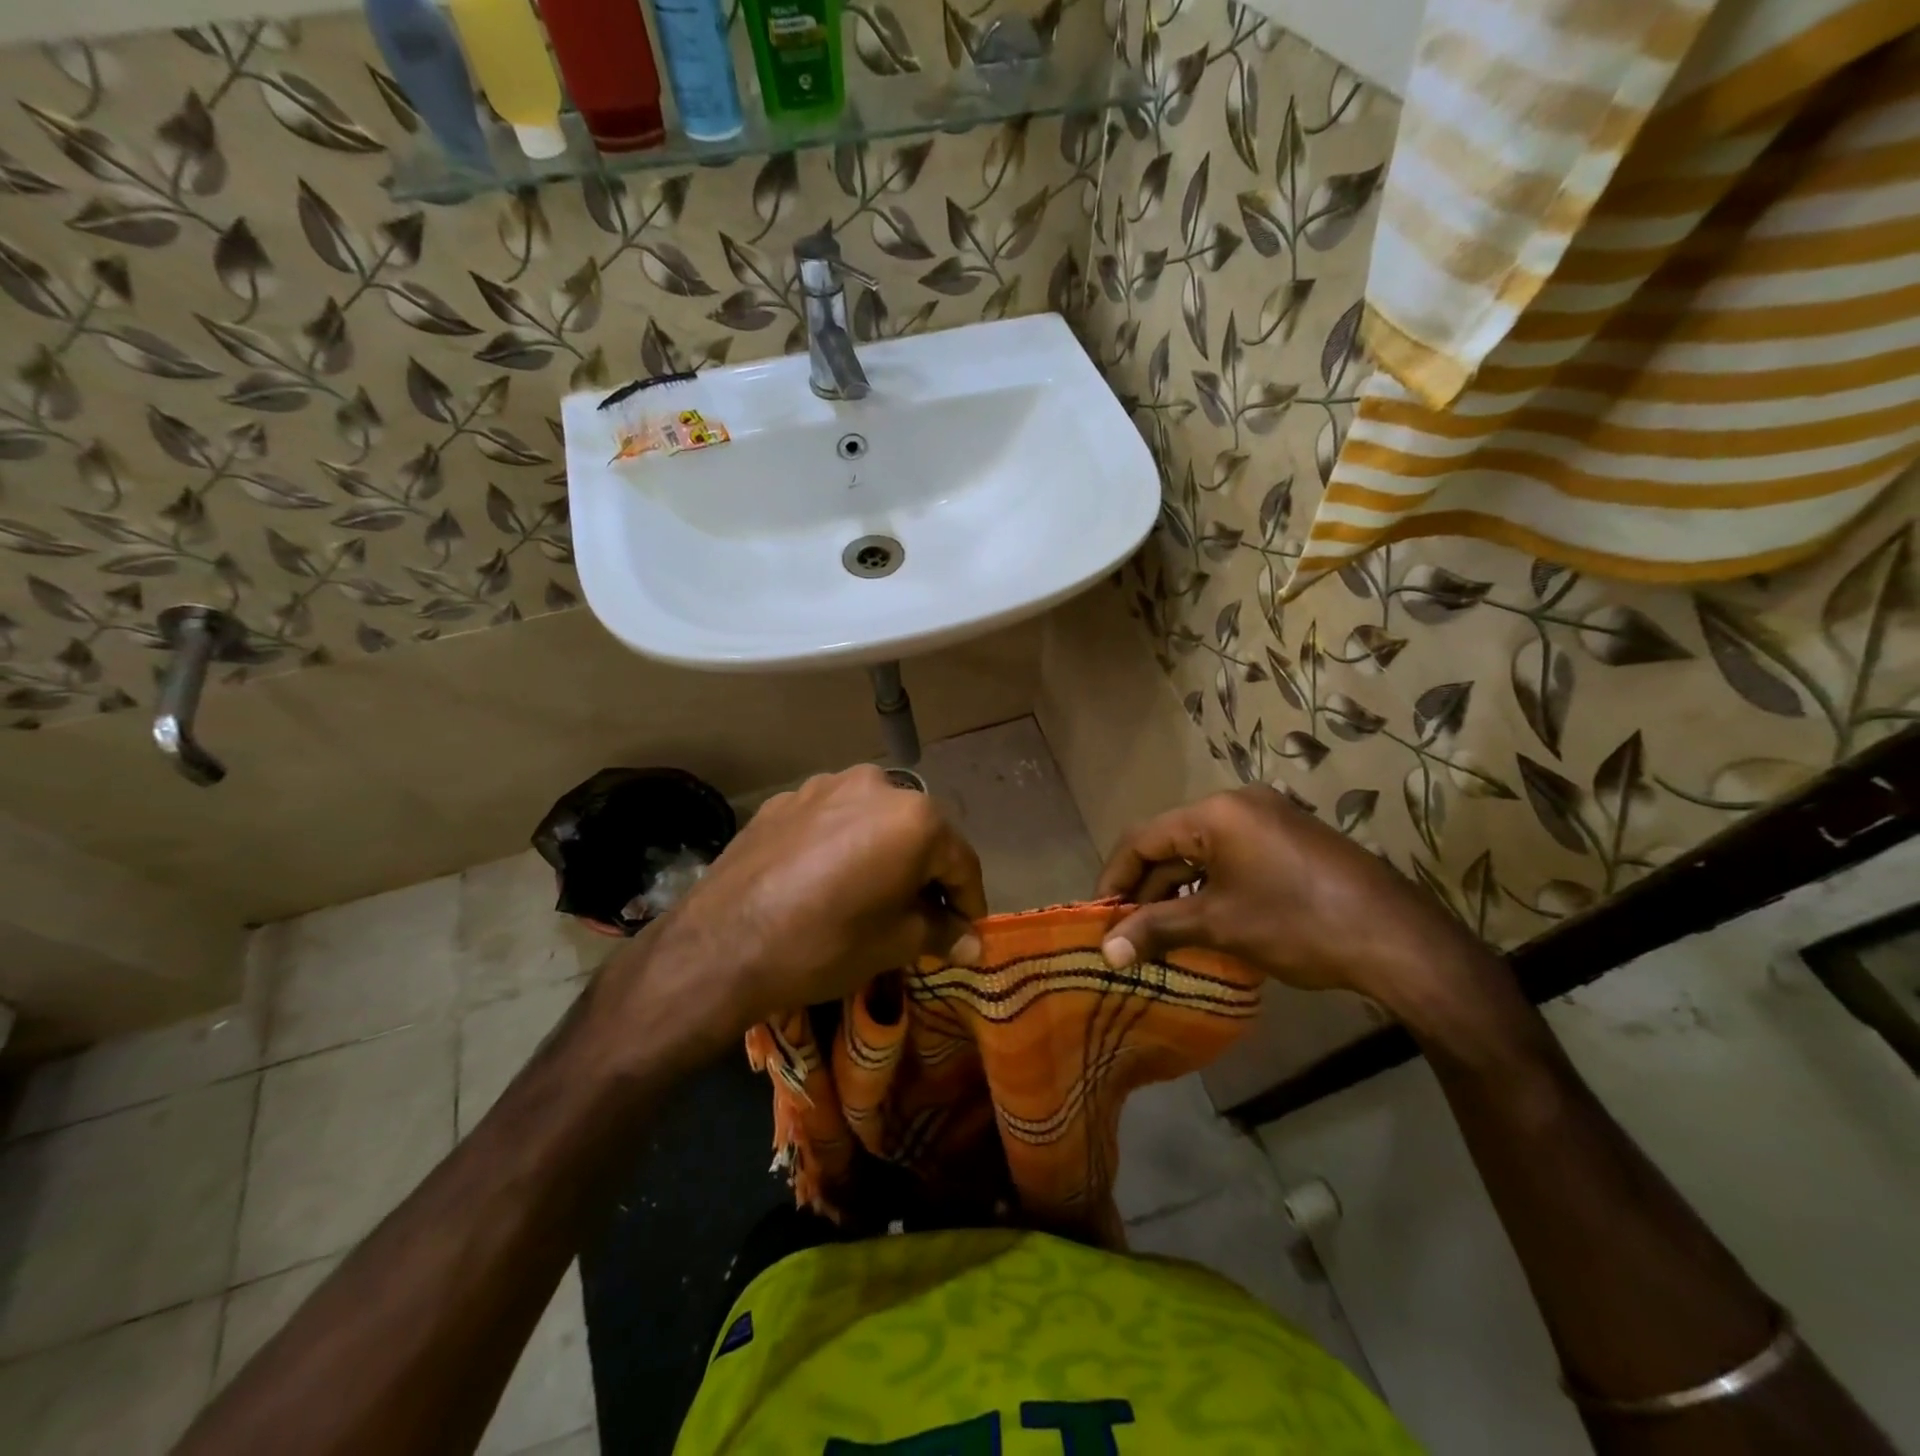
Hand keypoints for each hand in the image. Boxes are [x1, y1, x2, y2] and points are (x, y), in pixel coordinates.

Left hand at [632, 766, 985, 1037]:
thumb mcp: (895, 943)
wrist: (722, 943)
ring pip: (872, 820)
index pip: (960, 860)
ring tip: (871, 893)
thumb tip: (972, 942)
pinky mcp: (786, 798)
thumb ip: (941, 932)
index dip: (969, 900)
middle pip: (918, 832)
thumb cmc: (826, 942)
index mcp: (914, 816)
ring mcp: (824, 784)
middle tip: (922, 914)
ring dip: (883, 852)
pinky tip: (825, 879)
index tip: (969, 930)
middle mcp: (875, 784)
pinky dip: (842, 845)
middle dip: (925, 873)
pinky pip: (830, 820)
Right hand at [1095, 785, 1488, 1014]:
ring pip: (1201, 851)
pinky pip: (1231, 856)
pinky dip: (1208, 886)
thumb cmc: (1297, 924)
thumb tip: (1105, 951)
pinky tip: (1202, 920)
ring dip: (1176, 890)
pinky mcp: (1289, 839)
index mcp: (1215, 812)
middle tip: (1127, 931)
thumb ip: (1156, 929)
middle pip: (1171, 843)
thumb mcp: (1219, 925)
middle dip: (1145, 888)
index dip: (1114, 878)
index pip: (1143, 838)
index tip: (1098, 917)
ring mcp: (1268, 819)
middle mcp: (1238, 804)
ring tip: (1159, 933)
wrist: (1397, 940)